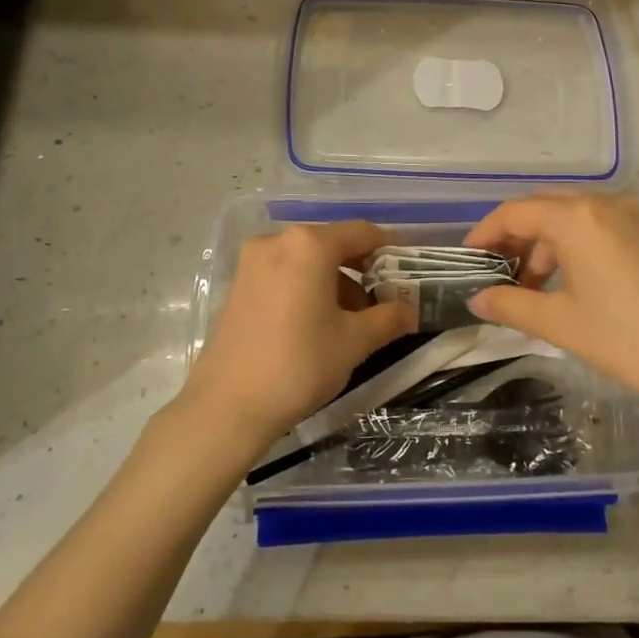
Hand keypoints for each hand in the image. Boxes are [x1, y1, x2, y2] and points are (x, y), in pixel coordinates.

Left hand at [174, 221, 415, 452]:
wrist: (228, 405)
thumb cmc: (300, 364)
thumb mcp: (355, 341)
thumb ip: (388, 318)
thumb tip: (409, 310)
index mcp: (309, 245)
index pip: (361, 232)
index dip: (389, 248)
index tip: (407, 269)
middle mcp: (277, 241)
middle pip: (331, 244)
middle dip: (360, 270)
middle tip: (382, 301)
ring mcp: (252, 262)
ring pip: (306, 261)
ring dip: (334, 281)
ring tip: (351, 321)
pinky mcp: (238, 285)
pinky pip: (283, 274)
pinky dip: (306, 288)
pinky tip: (316, 323)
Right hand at [463, 194, 638, 412]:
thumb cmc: (625, 337)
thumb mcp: (559, 323)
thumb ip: (511, 305)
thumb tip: (477, 300)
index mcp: (577, 217)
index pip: (515, 213)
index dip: (485, 234)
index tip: (468, 261)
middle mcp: (602, 204)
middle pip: (541, 209)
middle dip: (513, 238)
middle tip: (494, 273)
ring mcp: (629, 218)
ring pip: (569, 218)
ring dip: (542, 246)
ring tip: (528, 288)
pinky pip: (593, 228)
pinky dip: (569, 248)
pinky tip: (563, 285)